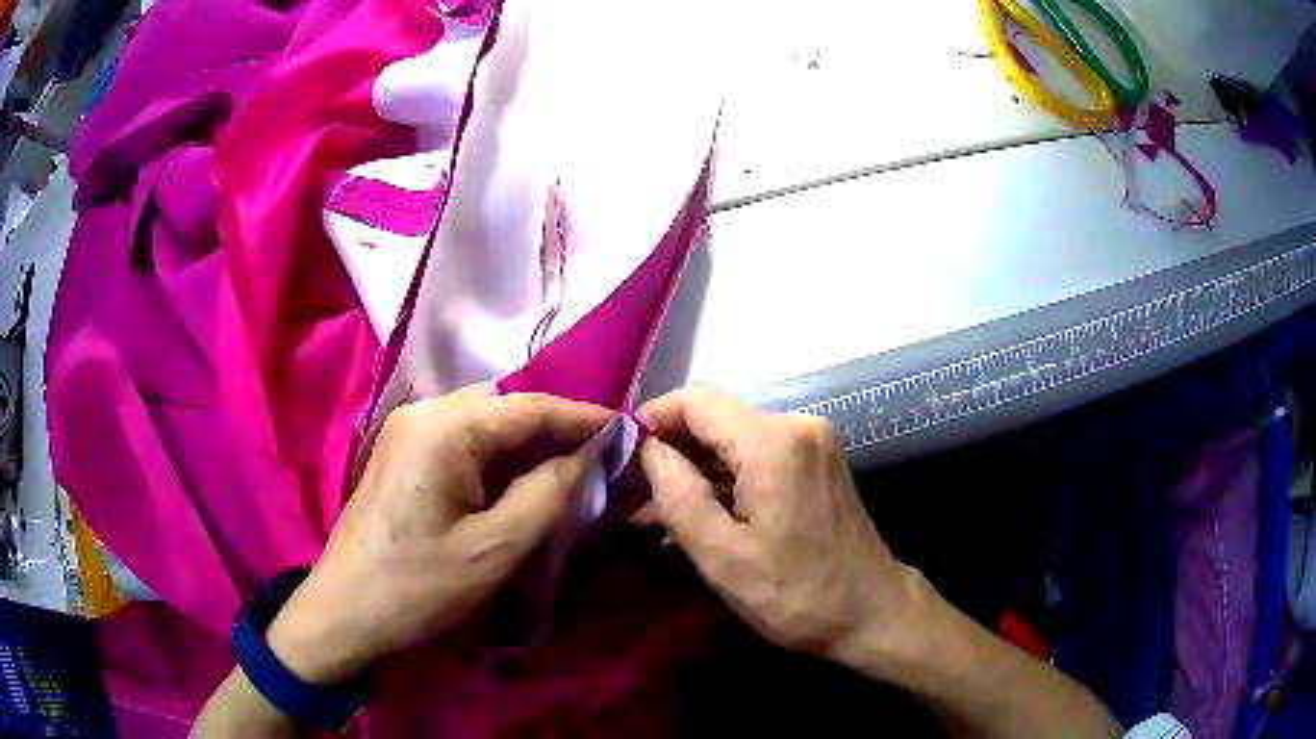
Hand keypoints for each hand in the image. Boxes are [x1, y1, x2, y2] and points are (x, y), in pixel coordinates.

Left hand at [264, 385, 610, 683]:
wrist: (345, 610)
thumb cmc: (419, 584)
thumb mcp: (495, 548)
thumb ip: (550, 493)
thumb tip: (593, 453)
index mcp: (446, 428)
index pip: (531, 406)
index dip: (583, 417)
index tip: (627, 432)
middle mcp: (424, 411)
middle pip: (505, 405)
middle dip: (554, 429)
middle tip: (599, 458)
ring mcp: (407, 428)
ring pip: (484, 420)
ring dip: (525, 442)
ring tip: (566, 470)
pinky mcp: (400, 451)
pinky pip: (461, 437)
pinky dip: (496, 454)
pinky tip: (516, 480)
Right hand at [638, 387, 920, 672]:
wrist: (872, 613)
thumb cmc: (796, 593)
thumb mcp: (723, 556)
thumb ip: (678, 495)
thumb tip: (648, 450)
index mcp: (773, 442)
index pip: (697, 401)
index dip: (654, 417)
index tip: (621, 452)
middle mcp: (796, 426)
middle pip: (717, 418)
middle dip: (673, 449)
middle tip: (634, 492)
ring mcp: (812, 443)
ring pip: (736, 439)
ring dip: (699, 469)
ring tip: (659, 513)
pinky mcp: (818, 463)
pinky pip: (760, 456)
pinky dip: (728, 478)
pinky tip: (702, 513)